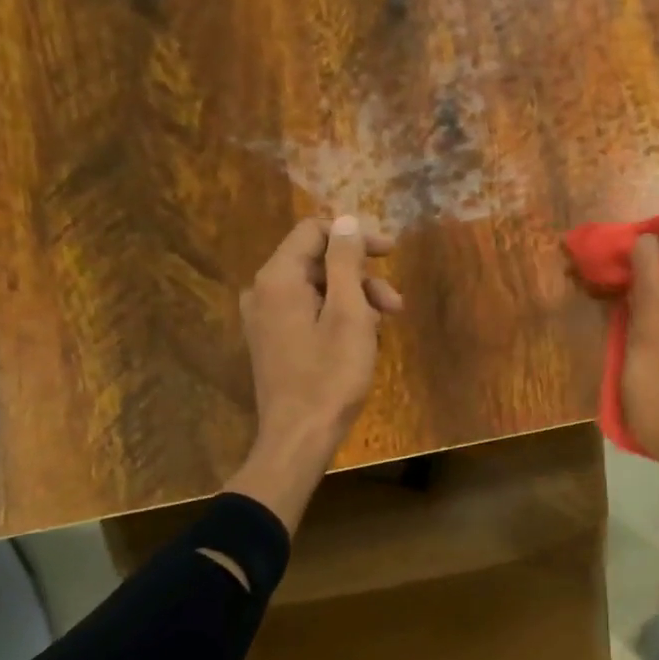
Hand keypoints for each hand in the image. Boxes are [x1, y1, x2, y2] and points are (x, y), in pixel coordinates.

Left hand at [223, 215, 401, 534]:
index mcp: (278, 279)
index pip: (314, 231)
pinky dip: (338, 318)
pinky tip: (361, 343)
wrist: (299, 438)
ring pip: (317, 290)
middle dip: (361, 277)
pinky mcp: (273, 342)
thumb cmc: (330, 375)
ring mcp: (265, 319)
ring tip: (383, 329)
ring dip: (355, 300)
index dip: (355, 237)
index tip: (390, 254)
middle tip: (395, 306)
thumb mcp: (349, 313)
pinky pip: (308, 312)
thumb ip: (345, 262)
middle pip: (317, 262)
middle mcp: (263, 292)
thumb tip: (345, 221)